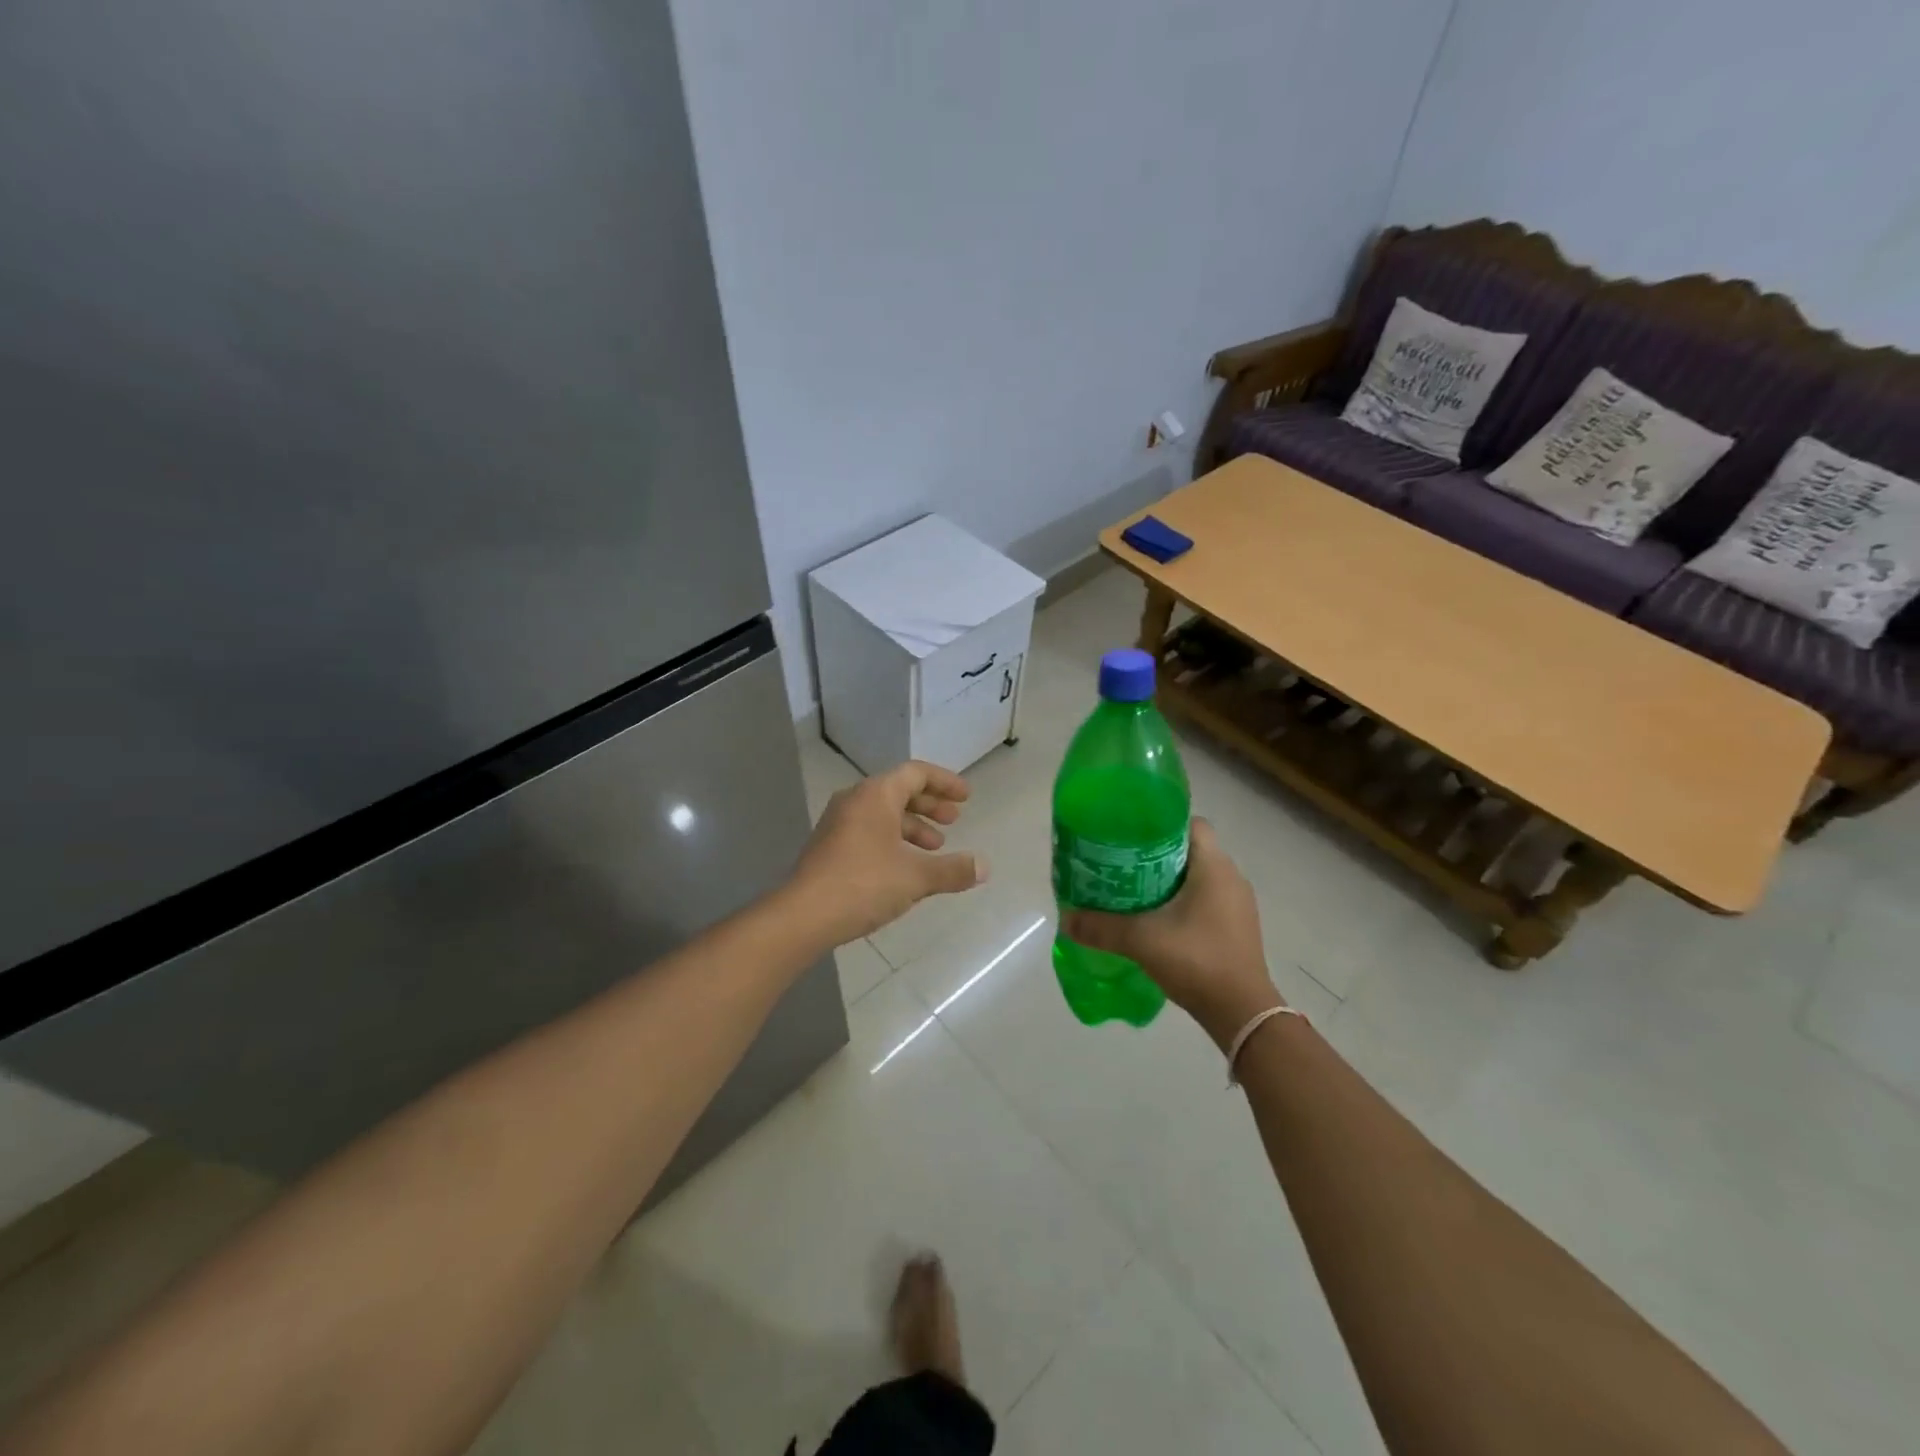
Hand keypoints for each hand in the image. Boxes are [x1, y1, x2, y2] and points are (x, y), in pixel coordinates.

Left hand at [786, 761, 987, 946]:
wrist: (803, 916)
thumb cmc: (864, 884)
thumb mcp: (916, 877)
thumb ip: (952, 870)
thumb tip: (984, 867)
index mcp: (876, 795)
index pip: (916, 773)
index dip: (945, 782)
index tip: (966, 798)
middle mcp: (855, 801)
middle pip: (899, 790)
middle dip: (930, 805)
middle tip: (954, 821)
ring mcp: (838, 824)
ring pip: (883, 813)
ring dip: (912, 826)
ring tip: (935, 848)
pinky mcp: (830, 847)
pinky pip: (869, 831)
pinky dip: (893, 840)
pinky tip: (905, 867)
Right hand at [1060, 818, 1280, 1048]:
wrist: (1242, 1013)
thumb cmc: (1196, 961)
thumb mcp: (1141, 940)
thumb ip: (1101, 927)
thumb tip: (1065, 919)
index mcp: (1215, 866)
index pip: (1191, 823)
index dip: (1160, 823)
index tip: (1131, 835)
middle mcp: (1232, 877)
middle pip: (1191, 849)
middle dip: (1157, 854)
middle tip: (1123, 864)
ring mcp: (1238, 904)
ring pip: (1198, 877)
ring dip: (1169, 880)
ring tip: (1134, 891)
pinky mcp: (1237, 928)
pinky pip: (1206, 900)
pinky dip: (1183, 902)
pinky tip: (1157, 920)